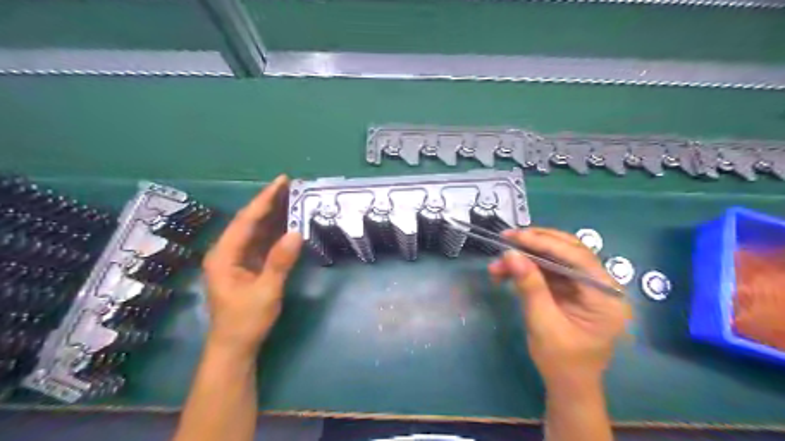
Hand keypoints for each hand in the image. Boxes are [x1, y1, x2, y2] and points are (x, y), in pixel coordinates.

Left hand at [199, 175, 301, 355]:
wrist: (235, 347)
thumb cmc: (246, 321)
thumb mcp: (265, 292)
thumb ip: (279, 262)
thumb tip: (296, 233)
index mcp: (224, 255)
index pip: (246, 221)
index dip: (264, 200)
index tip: (282, 181)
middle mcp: (227, 252)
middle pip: (249, 221)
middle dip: (269, 202)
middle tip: (290, 185)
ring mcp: (237, 259)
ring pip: (255, 230)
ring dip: (273, 215)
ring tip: (291, 198)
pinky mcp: (246, 266)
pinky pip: (261, 242)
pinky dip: (274, 231)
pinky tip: (287, 223)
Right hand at [489, 227, 629, 384]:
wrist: (567, 385)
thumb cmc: (561, 361)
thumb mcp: (543, 323)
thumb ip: (530, 286)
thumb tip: (511, 254)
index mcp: (606, 296)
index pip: (577, 257)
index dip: (544, 242)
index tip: (515, 237)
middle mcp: (601, 285)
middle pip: (568, 251)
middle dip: (535, 243)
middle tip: (506, 239)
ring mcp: (586, 286)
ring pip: (555, 258)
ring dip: (526, 257)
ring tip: (498, 264)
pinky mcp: (571, 289)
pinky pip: (549, 270)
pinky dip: (527, 268)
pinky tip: (506, 272)